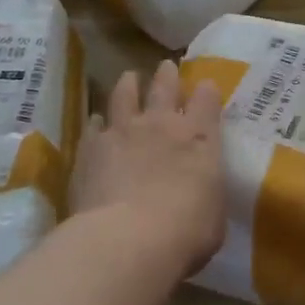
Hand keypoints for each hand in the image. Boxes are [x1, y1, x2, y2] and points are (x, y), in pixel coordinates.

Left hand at [71, 60, 225, 275]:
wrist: (128, 239)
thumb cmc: (186, 232)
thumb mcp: (213, 215)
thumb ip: (206, 194)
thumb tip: (199, 193)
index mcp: (200, 139)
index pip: (207, 101)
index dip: (207, 91)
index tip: (205, 85)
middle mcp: (161, 125)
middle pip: (165, 88)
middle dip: (167, 76)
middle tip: (166, 66)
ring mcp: (123, 132)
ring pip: (125, 96)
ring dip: (128, 84)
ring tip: (129, 77)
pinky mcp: (91, 148)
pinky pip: (94, 126)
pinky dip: (97, 123)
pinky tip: (96, 122)